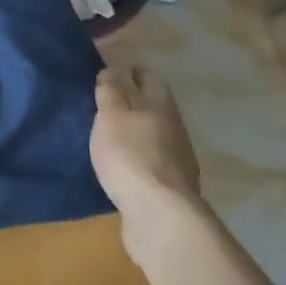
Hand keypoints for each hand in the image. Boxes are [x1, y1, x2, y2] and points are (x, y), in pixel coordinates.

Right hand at [90, 68, 200, 232]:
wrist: (160, 215)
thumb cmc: (131, 155)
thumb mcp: (111, 116)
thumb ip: (111, 91)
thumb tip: (114, 68)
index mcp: (161, 106)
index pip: (150, 77)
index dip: (132, 71)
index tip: (113, 71)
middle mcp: (175, 128)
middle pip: (156, 106)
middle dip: (135, 101)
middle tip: (107, 102)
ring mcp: (178, 160)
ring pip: (155, 135)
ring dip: (137, 131)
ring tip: (112, 135)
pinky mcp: (172, 187)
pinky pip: (153, 162)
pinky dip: (140, 157)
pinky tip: (125, 166)